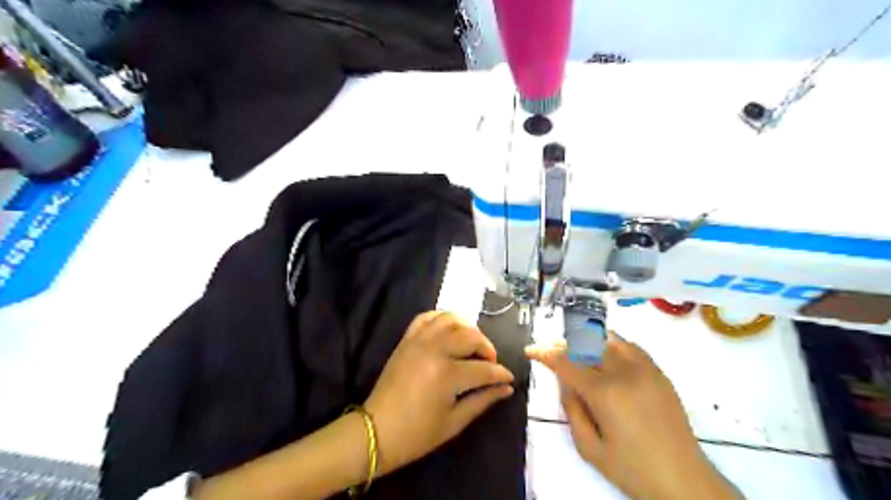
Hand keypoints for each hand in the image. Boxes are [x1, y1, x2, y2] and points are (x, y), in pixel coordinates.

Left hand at [363, 313, 514, 476]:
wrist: (376, 431)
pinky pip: (426, 317)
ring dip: (467, 329)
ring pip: (451, 319)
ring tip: (471, 345)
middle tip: (490, 363)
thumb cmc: (417, 434)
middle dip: (487, 348)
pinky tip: (449, 330)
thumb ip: (483, 401)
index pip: (484, 369)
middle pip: (471, 336)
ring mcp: (418, 341)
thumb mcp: (454, 422)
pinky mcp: (406, 339)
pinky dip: (441, 319)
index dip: (501, 374)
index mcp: (447, 375)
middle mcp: (434, 350)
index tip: (509, 378)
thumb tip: (507, 388)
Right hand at [524, 333, 741, 498]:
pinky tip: (606, 354)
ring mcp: (645, 369)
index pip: (566, 362)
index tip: (531, 350)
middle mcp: (624, 372)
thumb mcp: (589, 447)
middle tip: (553, 353)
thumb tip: (564, 382)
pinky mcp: (659, 373)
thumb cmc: (632, 469)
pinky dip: (612, 344)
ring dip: (587, 341)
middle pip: (586, 344)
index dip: (545, 353)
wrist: (684, 481)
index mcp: (604, 392)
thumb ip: (571, 409)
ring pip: (608, 339)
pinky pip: (631, 346)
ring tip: (577, 352)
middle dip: (564, 345)